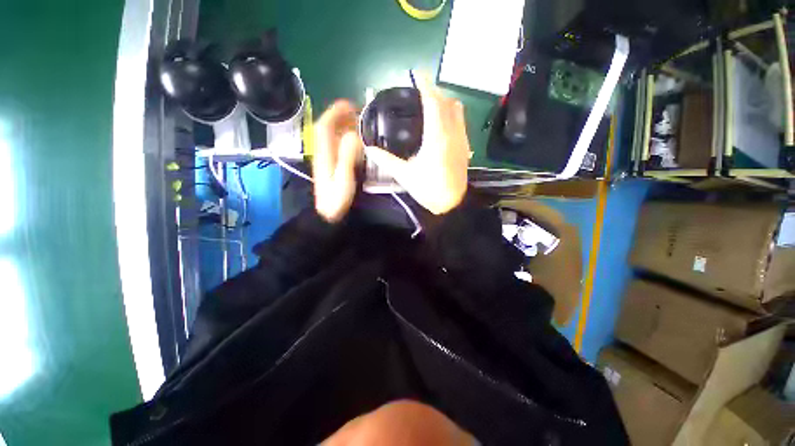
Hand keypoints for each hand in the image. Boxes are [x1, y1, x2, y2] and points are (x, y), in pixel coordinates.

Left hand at [313, 100, 362, 222]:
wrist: (327, 214)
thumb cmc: (336, 198)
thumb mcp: (343, 178)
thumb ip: (347, 155)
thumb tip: (354, 134)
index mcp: (324, 153)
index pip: (325, 125)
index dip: (336, 112)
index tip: (350, 104)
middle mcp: (322, 151)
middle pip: (327, 127)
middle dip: (341, 116)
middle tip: (359, 113)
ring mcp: (325, 158)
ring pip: (331, 135)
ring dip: (343, 125)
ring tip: (359, 123)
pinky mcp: (330, 164)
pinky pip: (336, 145)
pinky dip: (345, 137)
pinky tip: (355, 140)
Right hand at [363, 73, 470, 214]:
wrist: (452, 205)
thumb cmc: (429, 190)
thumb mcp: (405, 175)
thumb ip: (386, 160)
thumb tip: (368, 149)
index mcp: (437, 137)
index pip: (433, 102)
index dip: (424, 85)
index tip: (416, 74)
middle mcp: (453, 133)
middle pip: (446, 102)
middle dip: (434, 92)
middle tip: (419, 92)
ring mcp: (462, 140)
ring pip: (457, 110)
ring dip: (444, 102)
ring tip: (430, 105)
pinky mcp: (465, 147)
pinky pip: (460, 122)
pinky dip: (450, 114)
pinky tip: (440, 124)